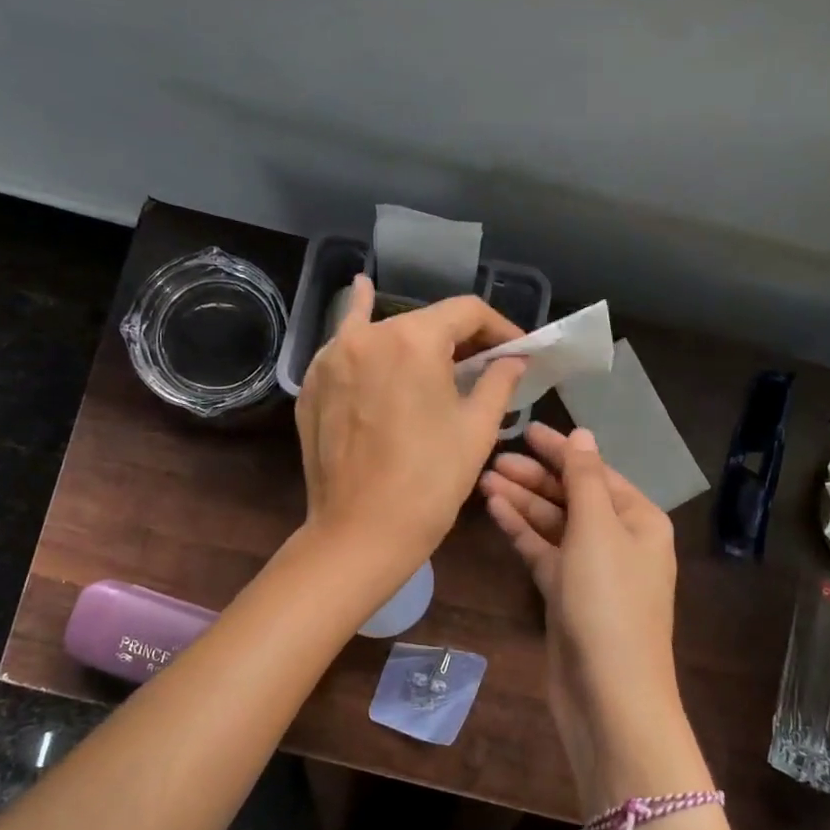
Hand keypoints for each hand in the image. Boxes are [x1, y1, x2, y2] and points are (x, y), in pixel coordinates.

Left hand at [296, 275, 526, 585]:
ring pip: (383, 332)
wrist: (360, 532)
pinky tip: (361, 297)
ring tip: (438, 351)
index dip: (499, 328)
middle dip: (459, 339)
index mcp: (413, 340)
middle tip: (483, 364)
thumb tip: (513, 359)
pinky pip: (345, 347)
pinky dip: (360, 329)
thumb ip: (498, 381)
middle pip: (424, 321)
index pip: (466, 312)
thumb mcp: (477, 429)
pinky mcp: (312, 384)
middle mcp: (367, 336)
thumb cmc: (430, 482)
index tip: (517, 351)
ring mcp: (331, 358)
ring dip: (415, 339)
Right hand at [480, 423, 699, 806]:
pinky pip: (543, 552)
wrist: (609, 696)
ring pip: (554, 524)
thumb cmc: (609, 603)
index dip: (561, 450)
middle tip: (493, 459)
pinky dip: (522, 531)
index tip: (524, 429)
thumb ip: (585, 479)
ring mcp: (591, 570)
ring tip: (485, 479)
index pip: (596, 472)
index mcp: (639, 520)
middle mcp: (619, 540)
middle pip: (573, 496)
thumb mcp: (598, 530)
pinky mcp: (567, 595)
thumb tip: (583, 434)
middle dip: (536, 476)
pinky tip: (495, 510)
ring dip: (523, 501)